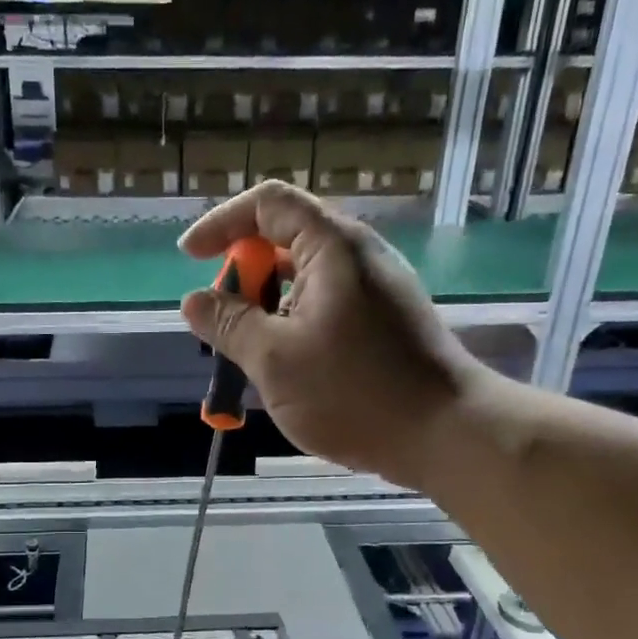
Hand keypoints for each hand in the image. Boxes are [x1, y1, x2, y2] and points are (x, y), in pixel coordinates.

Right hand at [179, 181, 481, 489]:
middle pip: (286, 240)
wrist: (447, 434)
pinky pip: (328, 306)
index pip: (267, 204)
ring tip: (249, 354)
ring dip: (267, 307)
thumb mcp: (274, 360)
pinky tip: (287, 369)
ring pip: (306, 280)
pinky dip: (295, 325)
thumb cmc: (354, 392)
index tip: (190, 259)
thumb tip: (194, 301)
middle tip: (222, 322)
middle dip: (243, 276)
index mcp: (332, 247)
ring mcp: (377, 290)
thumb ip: (230, 324)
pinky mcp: (387, 322)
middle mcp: (358, 256)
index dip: (221, 223)